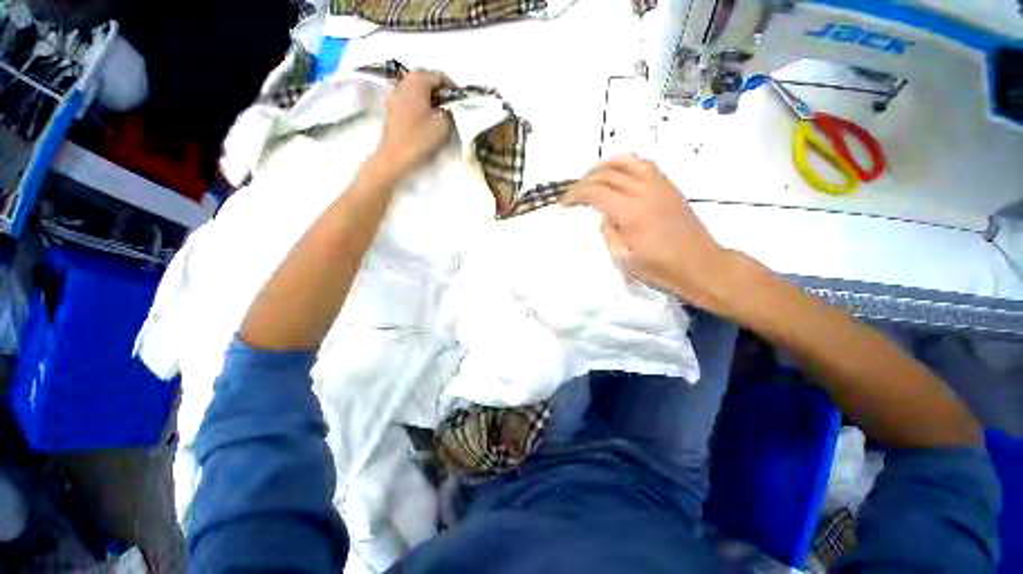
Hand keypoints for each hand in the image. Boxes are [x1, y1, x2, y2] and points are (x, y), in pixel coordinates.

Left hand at [375, 70, 452, 175]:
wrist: (394, 155)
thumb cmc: (419, 138)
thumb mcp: (442, 125)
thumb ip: (448, 111)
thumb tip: (445, 108)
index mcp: (417, 80)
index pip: (440, 76)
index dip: (452, 88)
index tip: (460, 100)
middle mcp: (404, 81)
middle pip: (427, 80)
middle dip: (440, 92)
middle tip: (451, 108)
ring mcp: (395, 92)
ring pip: (417, 90)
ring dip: (430, 98)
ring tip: (439, 114)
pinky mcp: (391, 106)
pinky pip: (409, 99)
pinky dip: (419, 104)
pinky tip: (426, 118)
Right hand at [564, 155, 740, 312]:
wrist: (701, 265)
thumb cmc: (660, 268)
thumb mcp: (624, 259)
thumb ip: (608, 233)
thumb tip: (602, 216)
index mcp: (631, 212)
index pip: (595, 192)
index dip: (575, 195)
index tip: (563, 203)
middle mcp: (644, 191)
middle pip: (608, 174)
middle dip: (585, 181)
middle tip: (575, 194)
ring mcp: (659, 185)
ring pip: (627, 161)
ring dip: (605, 166)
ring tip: (593, 177)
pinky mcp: (669, 186)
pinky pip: (644, 165)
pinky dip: (626, 165)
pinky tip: (619, 175)